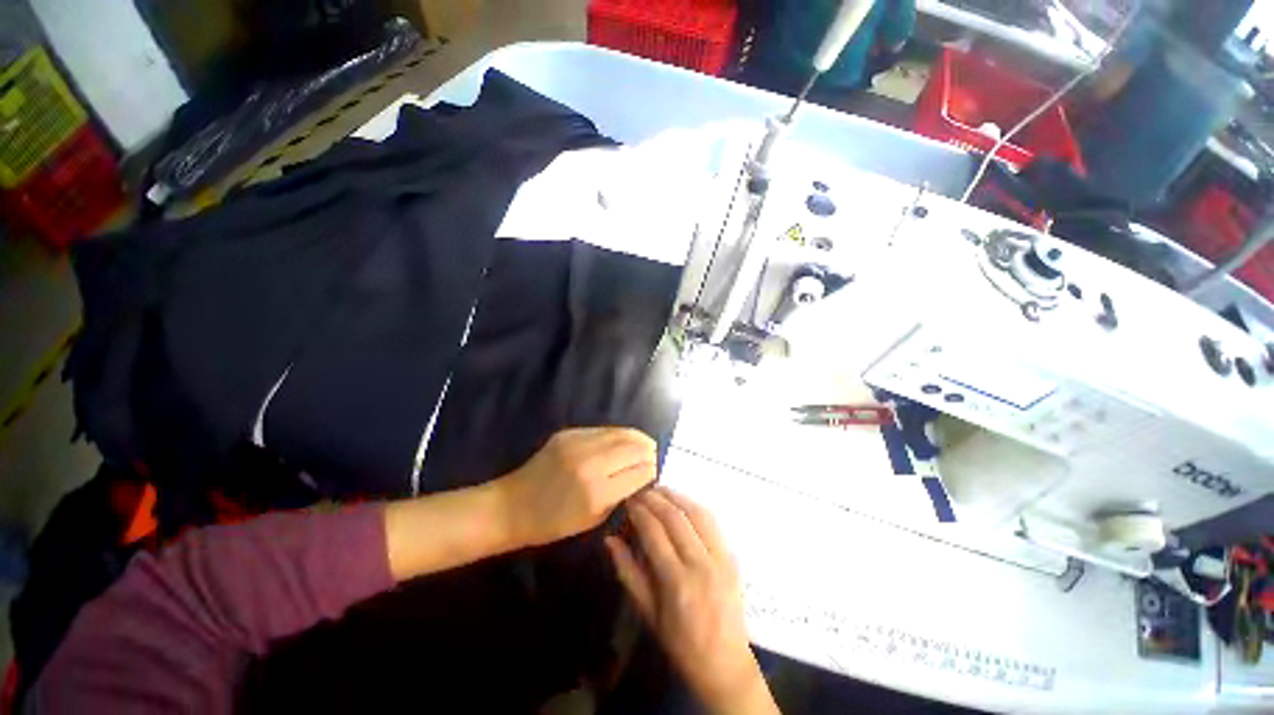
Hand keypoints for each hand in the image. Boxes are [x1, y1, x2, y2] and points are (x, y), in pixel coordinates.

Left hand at [498, 428, 656, 548]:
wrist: (513, 505)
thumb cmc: (553, 523)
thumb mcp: (593, 520)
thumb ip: (621, 495)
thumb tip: (642, 475)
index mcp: (597, 492)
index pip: (640, 471)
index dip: (651, 470)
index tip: (655, 472)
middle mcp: (591, 462)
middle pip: (635, 447)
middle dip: (649, 450)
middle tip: (654, 455)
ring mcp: (579, 443)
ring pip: (622, 433)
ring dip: (637, 438)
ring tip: (644, 444)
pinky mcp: (569, 433)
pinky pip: (604, 430)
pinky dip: (618, 435)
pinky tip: (621, 441)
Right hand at [606, 488, 777, 714]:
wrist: (725, 664)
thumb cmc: (681, 644)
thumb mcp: (648, 614)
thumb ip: (628, 573)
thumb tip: (610, 540)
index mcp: (676, 583)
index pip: (654, 532)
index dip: (639, 511)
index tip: (628, 501)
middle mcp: (700, 564)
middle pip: (675, 518)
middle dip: (654, 499)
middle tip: (639, 492)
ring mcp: (720, 558)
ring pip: (696, 513)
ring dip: (676, 496)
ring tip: (658, 489)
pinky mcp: (732, 556)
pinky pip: (712, 521)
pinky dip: (694, 506)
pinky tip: (682, 502)